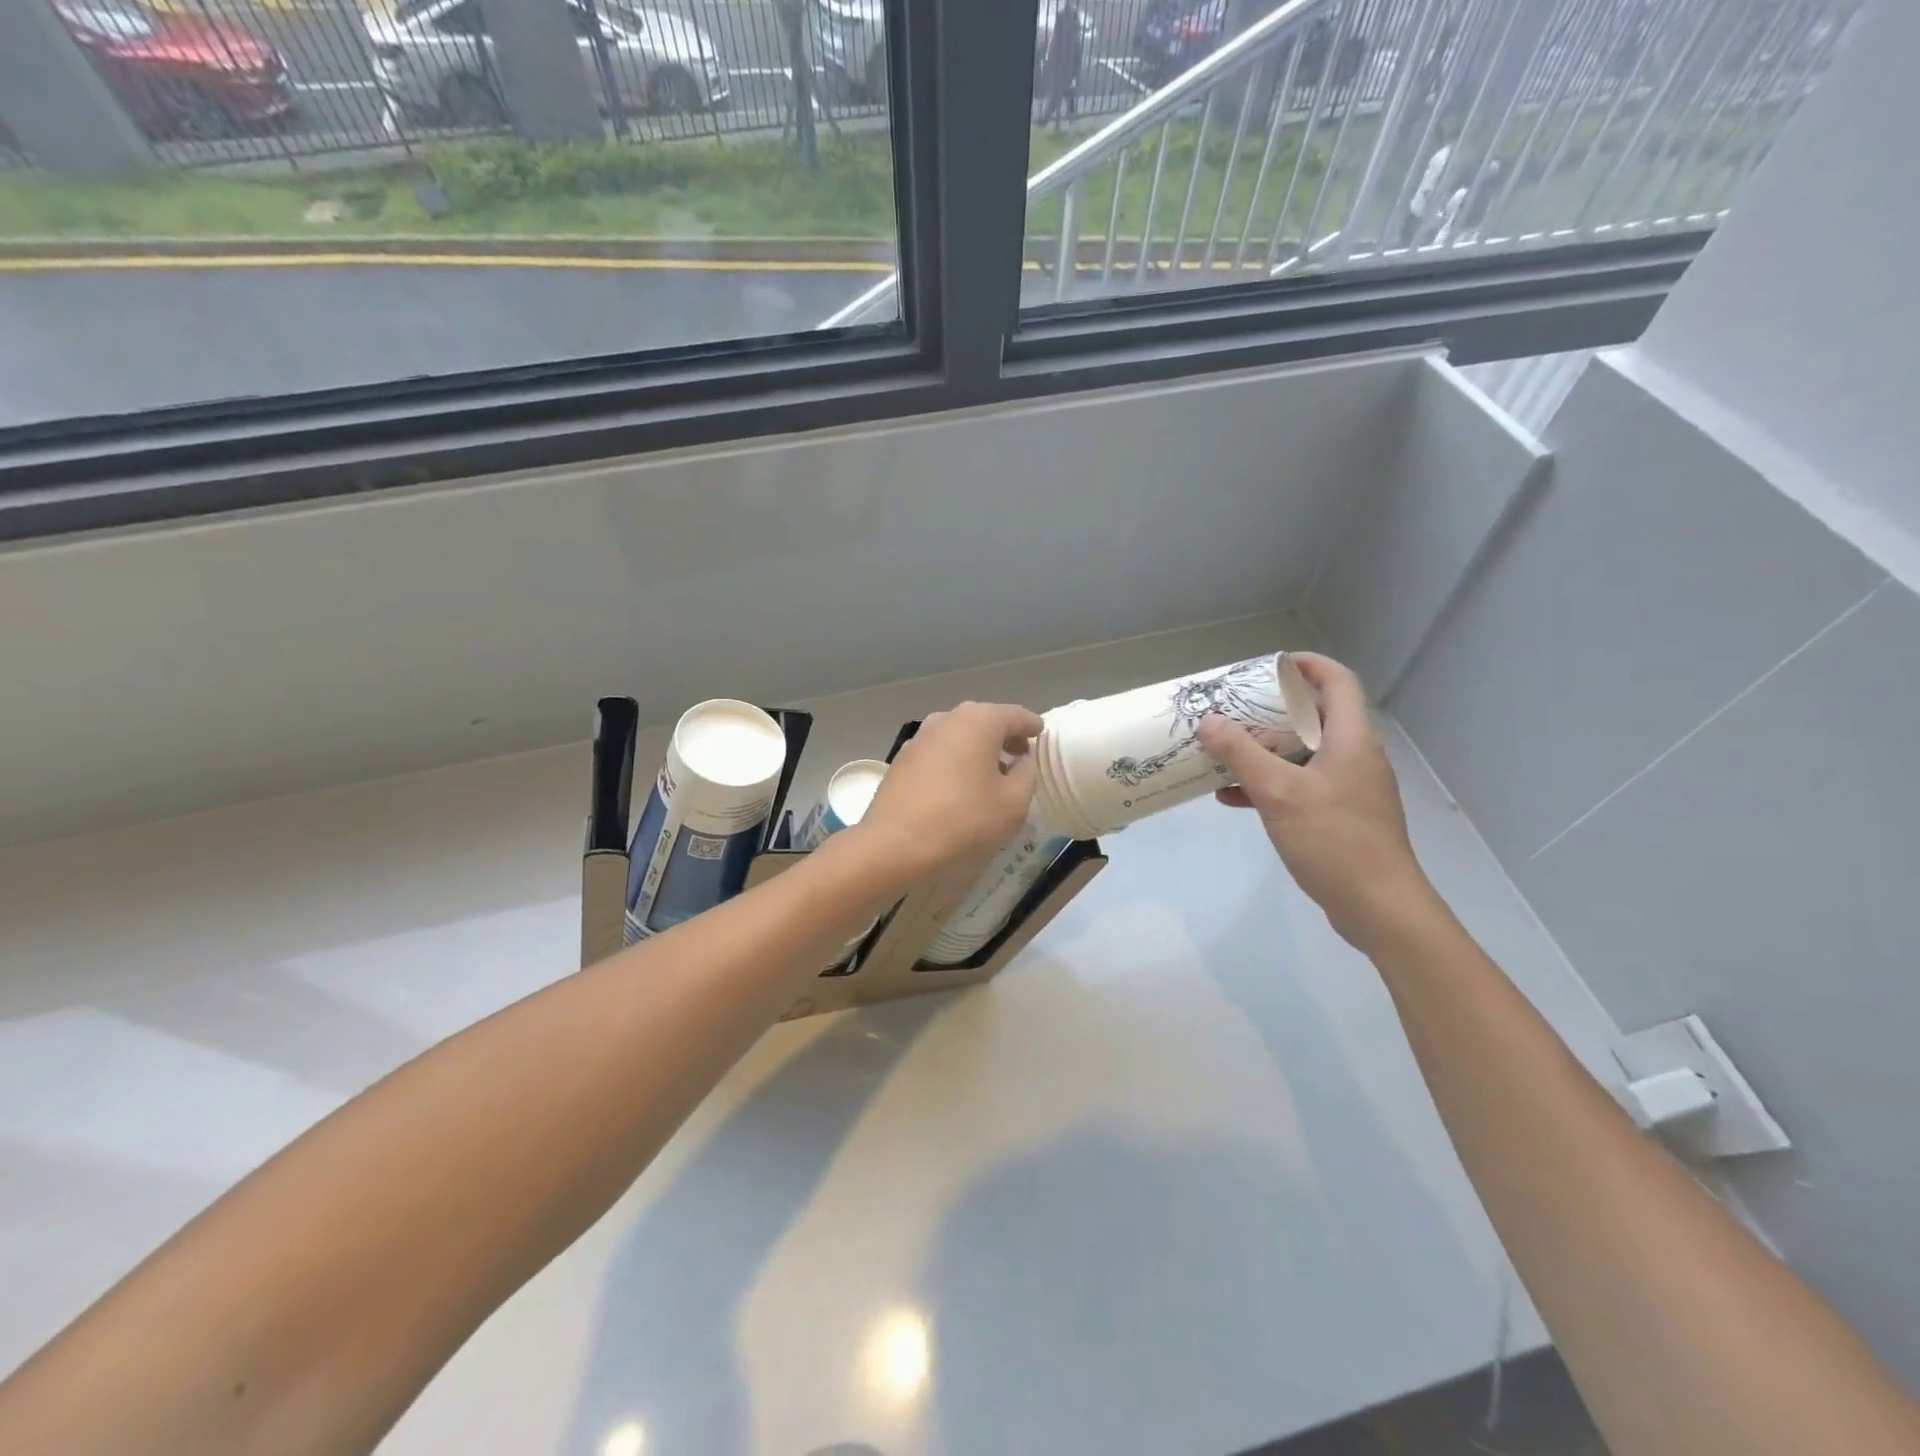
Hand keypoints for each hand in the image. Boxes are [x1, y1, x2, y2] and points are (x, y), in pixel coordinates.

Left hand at [854, 701, 1042, 881]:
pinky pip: (940, 751)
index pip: (1015, 715)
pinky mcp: (903, 758)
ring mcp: (921, 737)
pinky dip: (956, 759)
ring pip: (959, 734)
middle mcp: (947, 719)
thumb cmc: (963, 819)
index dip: (1031, 726)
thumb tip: (1022, 761)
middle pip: (984, 720)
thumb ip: (1027, 775)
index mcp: (979, 721)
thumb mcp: (1013, 803)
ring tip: (991, 772)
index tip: (1040, 734)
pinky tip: (960, 783)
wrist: (895, 843)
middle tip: (1020, 754)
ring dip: (978, 747)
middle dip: (1004, 735)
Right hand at [1196, 653, 1435, 948]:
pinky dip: (1269, 784)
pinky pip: (1300, 785)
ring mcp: (1349, 788)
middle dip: (1270, 710)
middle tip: (1233, 709)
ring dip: (1264, 749)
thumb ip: (1242, 754)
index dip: (1307, 665)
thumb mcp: (1279, 793)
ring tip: (1223, 751)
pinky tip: (1232, 797)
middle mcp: (1354, 756)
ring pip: (1302, 753)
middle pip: (1314, 717)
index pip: (1337, 682)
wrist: (1379, 907)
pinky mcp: (1339, 815)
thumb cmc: (1334, 840)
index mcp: (1351, 740)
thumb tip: (1209, 720)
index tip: (1269, 665)